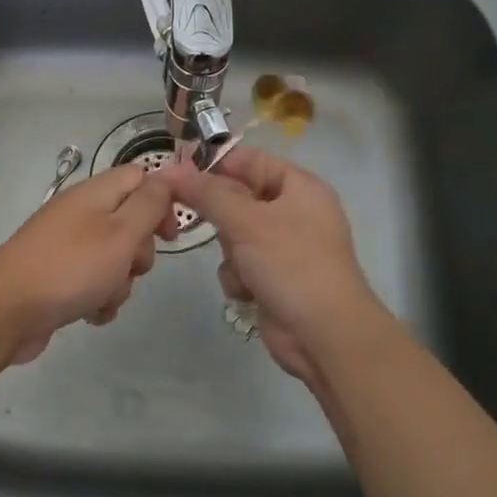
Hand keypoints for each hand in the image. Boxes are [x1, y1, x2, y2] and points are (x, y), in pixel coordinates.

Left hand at [0, 162, 175, 364]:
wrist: (6, 311)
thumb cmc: (71, 267)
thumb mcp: (121, 232)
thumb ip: (149, 203)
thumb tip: (167, 176)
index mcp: (94, 193)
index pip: (140, 177)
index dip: (161, 201)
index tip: (169, 235)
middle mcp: (80, 213)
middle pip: (130, 222)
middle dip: (139, 252)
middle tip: (129, 267)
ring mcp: (66, 245)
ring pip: (114, 258)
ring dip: (119, 282)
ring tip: (102, 296)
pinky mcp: (57, 275)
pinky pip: (93, 282)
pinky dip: (98, 298)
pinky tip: (90, 313)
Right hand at [160, 147, 387, 386]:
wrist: (325, 336)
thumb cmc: (291, 264)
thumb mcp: (246, 221)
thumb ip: (207, 193)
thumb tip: (171, 169)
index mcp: (299, 187)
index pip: (250, 160)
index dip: (215, 163)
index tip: (178, 172)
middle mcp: (293, 212)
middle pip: (238, 198)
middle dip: (221, 217)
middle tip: (195, 219)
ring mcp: (284, 248)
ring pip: (233, 234)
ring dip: (229, 253)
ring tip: (242, 267)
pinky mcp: (274, 278)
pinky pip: (240, 265)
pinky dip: (238, 277)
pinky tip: (247, 292)